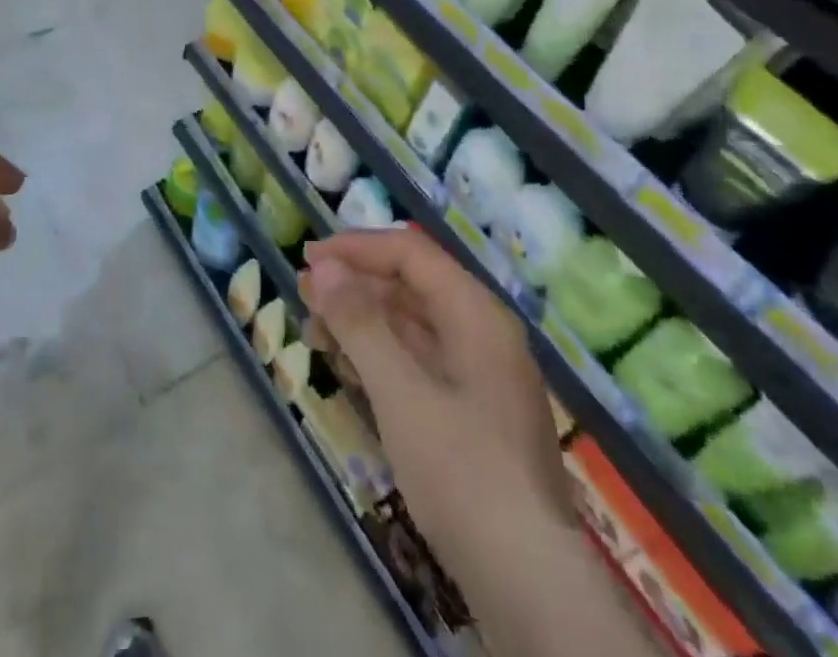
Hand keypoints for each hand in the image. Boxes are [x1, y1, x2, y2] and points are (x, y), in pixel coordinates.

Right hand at [302, 230, 574, 575]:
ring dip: (365, 320)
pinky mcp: (476, 415)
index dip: (357, 248)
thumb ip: (360, 323)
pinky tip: (350, 368)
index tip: (309, 259)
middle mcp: (485, 334)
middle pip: (413, 285)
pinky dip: (383, 356)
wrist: (532, 588)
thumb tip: (323, 267)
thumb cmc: (463, 475)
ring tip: (316, 331)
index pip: (412, 254)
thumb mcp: (401, 393)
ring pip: (415, 325)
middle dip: (356, 284)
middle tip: (305, 294)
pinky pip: (422, 362)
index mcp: (477, 315)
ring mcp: (483, 376)